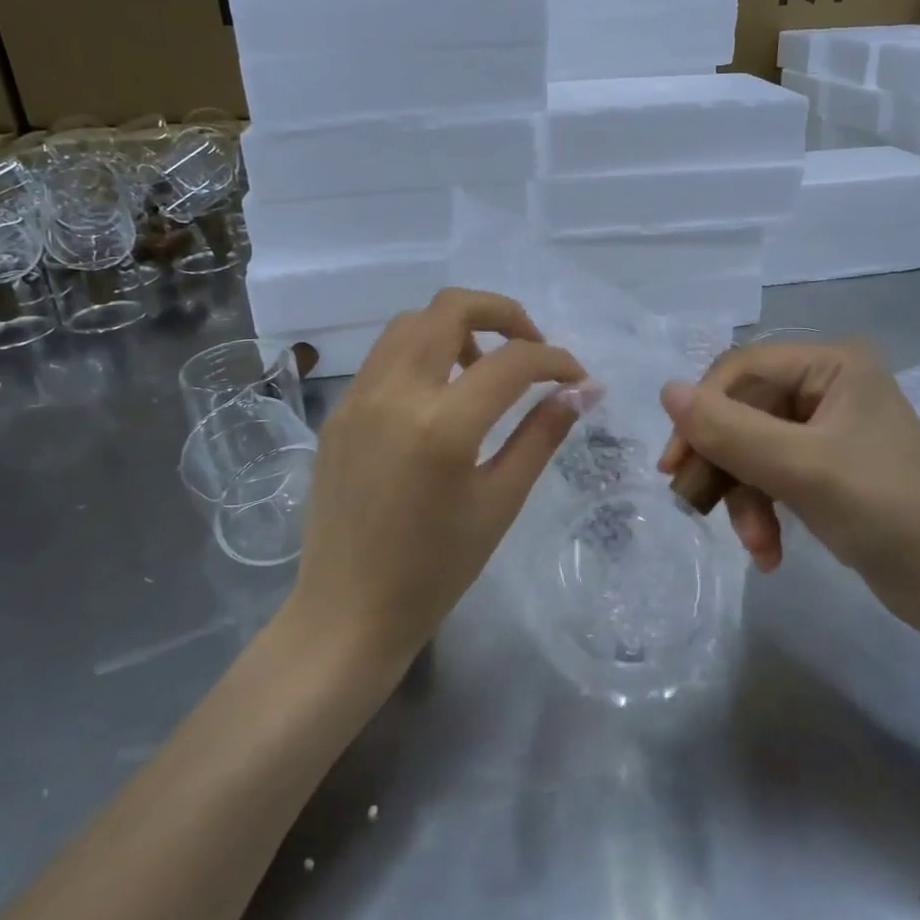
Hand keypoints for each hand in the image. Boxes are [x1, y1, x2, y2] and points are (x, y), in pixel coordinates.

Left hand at [293, 288, 584, 670]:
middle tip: (530, 349)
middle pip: (451, 307)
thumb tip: (581, 391)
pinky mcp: (338, 410)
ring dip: (457, 327)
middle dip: (504, 314)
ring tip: (483, 369)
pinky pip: (385, 356)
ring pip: (411, 322)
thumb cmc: (435, 570)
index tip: (576, 377)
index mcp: (442, 425)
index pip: (513, 361)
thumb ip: (542, 435)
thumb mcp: (500, 502)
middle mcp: (394, 393)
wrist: (347, 613)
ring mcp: (358, 397)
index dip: (555, 360)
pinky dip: (422, 352)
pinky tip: (440, 395)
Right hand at [657, 339, 919, 608]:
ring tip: (755, 545)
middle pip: (744, 411)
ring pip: (752, 448)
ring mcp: (827, 427)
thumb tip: (665, 389)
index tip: (674, 463)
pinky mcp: (826, 465)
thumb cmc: (886, 511)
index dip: (702, 410)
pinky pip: (772, 473)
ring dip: (744, 498)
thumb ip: (730, 430)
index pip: (742, 370)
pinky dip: (764, 510)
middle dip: (725, 465)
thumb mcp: (801, 468)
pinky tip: (768, 552)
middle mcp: (829, 384)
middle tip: (693, 503)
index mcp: (833, 364)